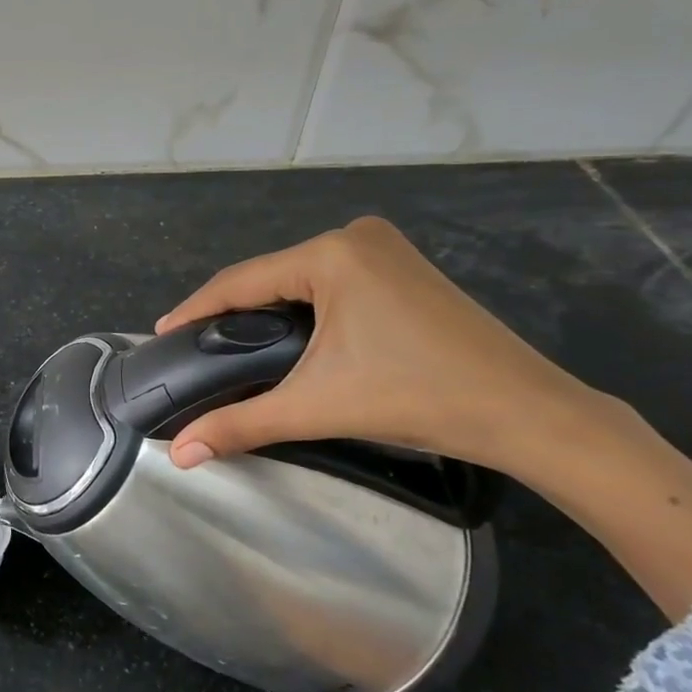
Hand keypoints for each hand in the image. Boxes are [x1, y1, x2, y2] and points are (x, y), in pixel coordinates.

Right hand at [155, 217, 601, 480]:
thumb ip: (240, 425)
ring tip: (233, 344)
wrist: (528, 413)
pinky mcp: (404, 267)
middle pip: (270, 277)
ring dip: (266, 310)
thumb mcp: (317, 406)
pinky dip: (303, 307)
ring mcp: (385, 248)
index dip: (197, 309)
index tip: (163, 333)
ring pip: (300, 278)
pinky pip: (331, 281)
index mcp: (330, 254)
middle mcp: (354, 237)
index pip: (241, 281)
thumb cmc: (416, 397)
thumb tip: (179, 454)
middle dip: (232, 312)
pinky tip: (289, 334)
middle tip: (197, 347)